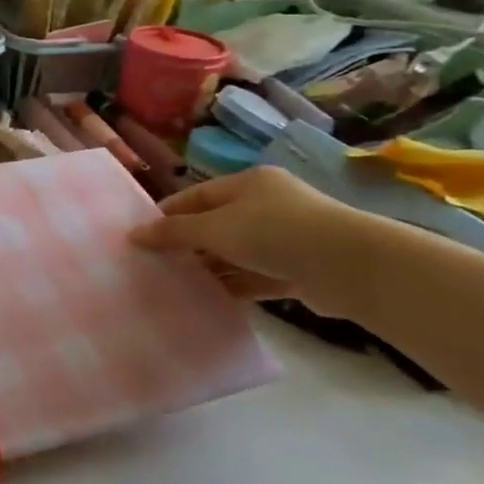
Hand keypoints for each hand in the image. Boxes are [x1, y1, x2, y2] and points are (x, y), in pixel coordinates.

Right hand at [130, 166, 360, 299]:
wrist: (351, 267)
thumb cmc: (275, 232)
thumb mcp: (215, 228)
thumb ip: (174, 232)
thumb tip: (133, 235)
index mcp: (248, 184)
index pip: (197, 195)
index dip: (169, 213)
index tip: (142, 235)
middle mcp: (267, 205)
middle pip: (216, 223)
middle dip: (188, 243)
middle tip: (157, 263)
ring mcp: (285, 238)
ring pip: (236, 252)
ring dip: (211, 267)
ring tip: (177, 284)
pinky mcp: (298, 270)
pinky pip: (256, 276)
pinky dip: (235, 286)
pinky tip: (210, 300)